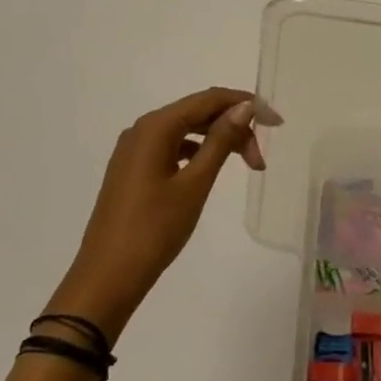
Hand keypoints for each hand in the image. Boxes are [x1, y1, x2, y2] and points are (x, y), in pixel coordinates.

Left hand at [46, 87, 267, 343]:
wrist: (105, 281)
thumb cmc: (153, 231)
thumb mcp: (194, 185)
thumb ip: (220, 141)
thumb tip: (245, 107)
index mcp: (156, 126)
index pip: (209, 99)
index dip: (245, 104)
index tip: (275, 122)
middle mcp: (142, 129)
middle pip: (197, 112)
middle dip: (233, 126)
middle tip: (259, 158)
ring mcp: (134, 149)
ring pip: (186, 129)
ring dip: (217, 139)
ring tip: (244, 163)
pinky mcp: (132, 169)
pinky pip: (171, 145)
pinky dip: (196, 151)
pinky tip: (209, 167)